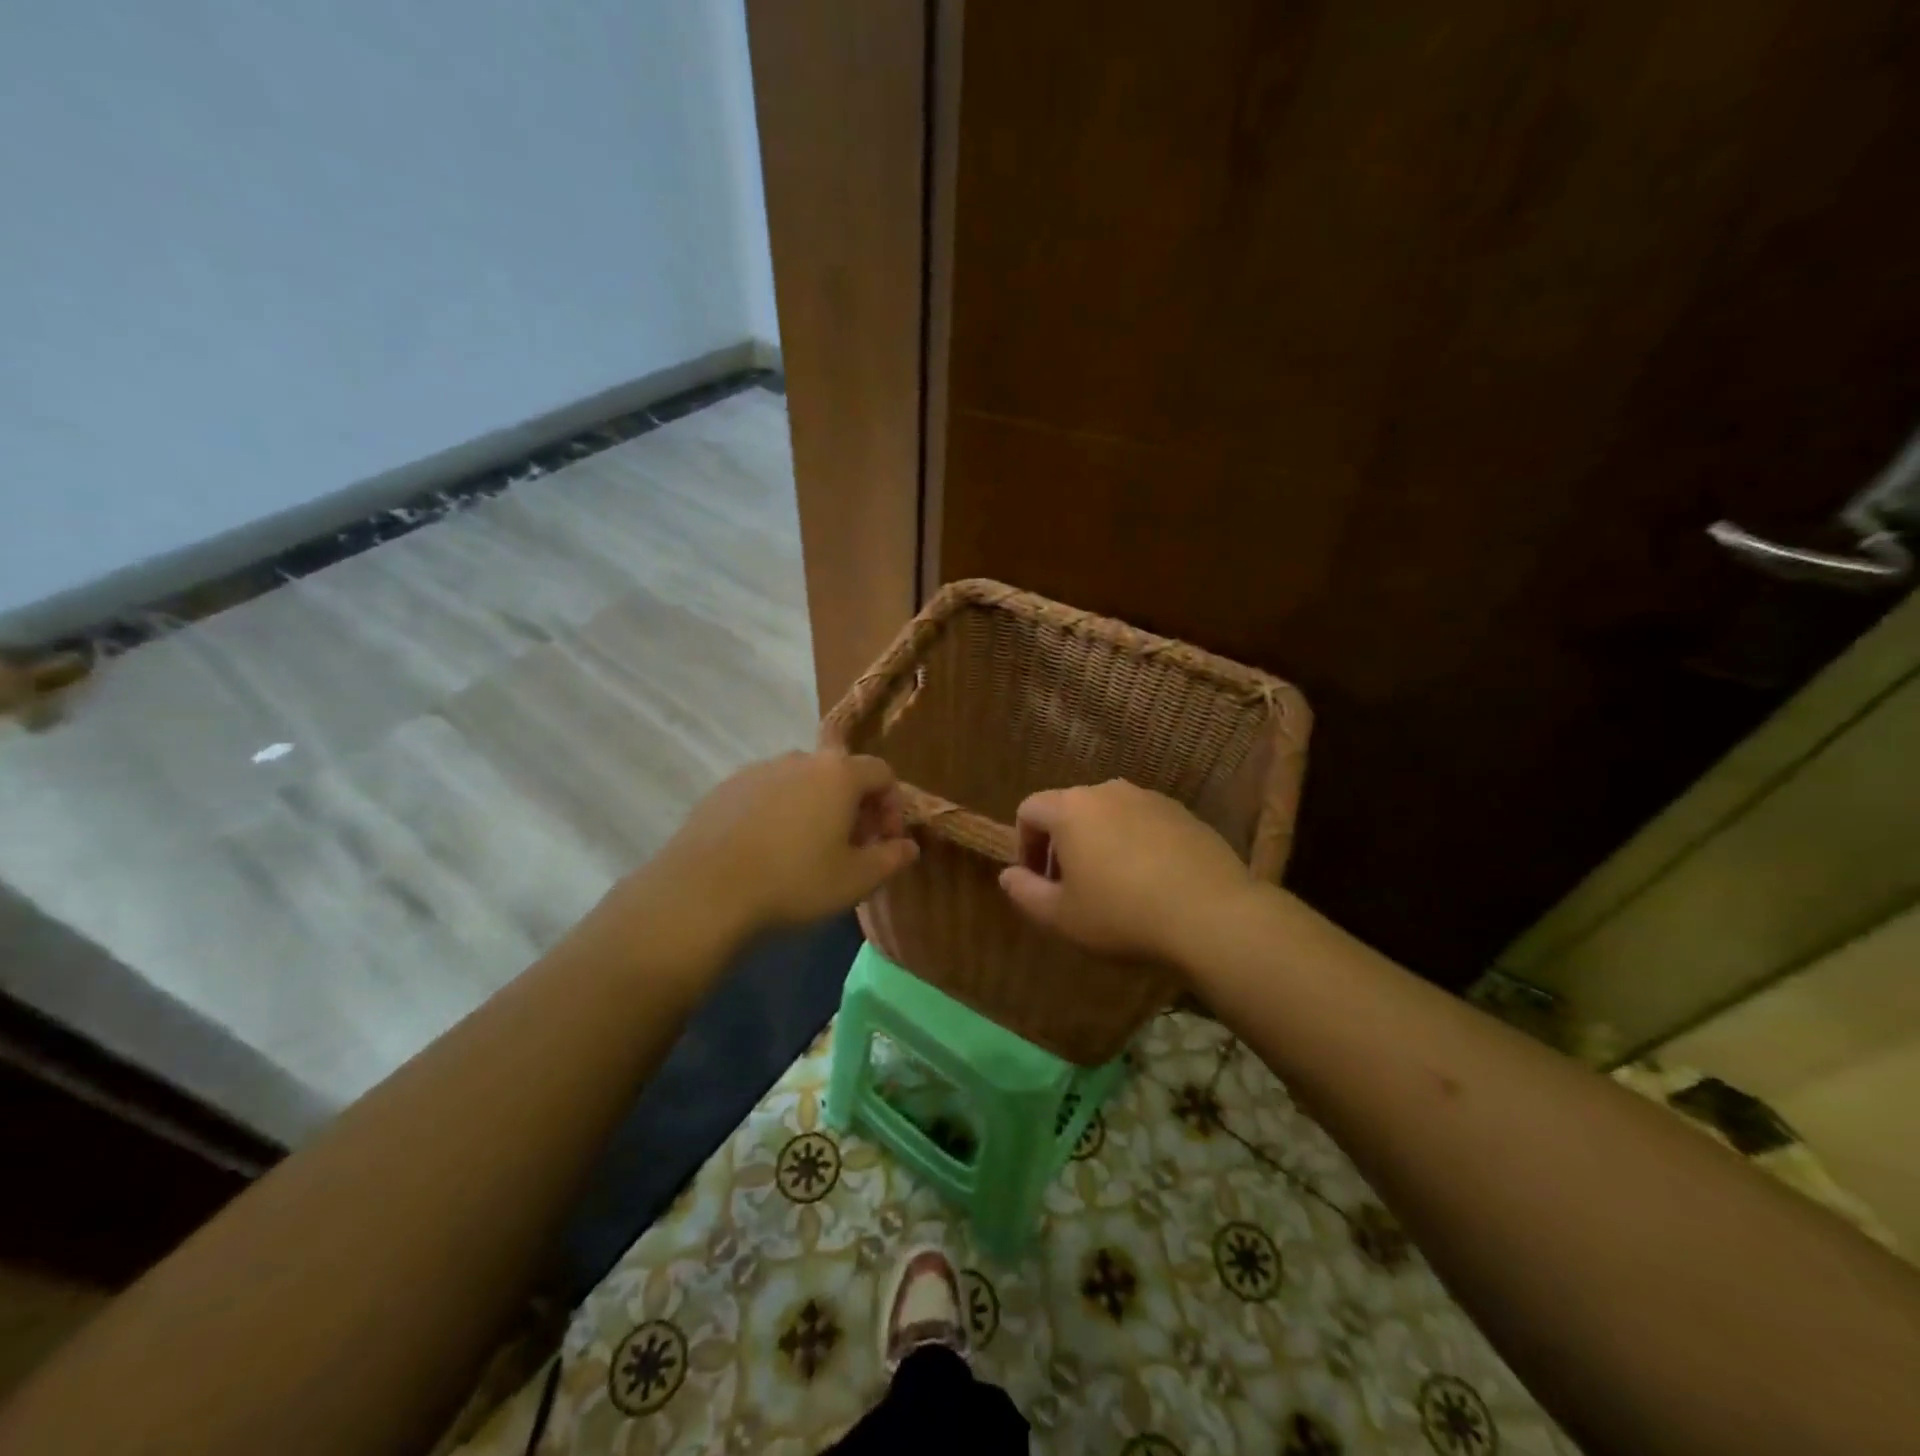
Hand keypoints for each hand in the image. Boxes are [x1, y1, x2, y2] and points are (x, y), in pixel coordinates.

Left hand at [655, 749, 919, 932]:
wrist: (704, 892)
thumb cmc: (794, 882)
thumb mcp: (855, 880)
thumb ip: (891, 859)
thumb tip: (909, 846)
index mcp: (838, 773)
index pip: (882, 773)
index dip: (893, 807)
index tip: (885, 843)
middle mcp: (799, 759)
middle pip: (841, 774)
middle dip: (855, 808)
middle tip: (851, 849)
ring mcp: (758, 770)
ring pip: (802, 783)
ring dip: (816, 808)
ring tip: (808, 851)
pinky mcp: (724, 788)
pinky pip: (767, 793)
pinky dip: (779, 813)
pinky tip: (767, 851)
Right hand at [997, 779, 1253, 963]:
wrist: (1212, 916)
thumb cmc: (1122, 915)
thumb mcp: (1061, 917)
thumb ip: (1024, 893)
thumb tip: (1008, 875)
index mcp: (1072, 808)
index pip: (1029, 810)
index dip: (1024, 845)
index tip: (1038, 881)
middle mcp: (1108, 791)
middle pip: (1070, 810)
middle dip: (1062, 845)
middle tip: (1073, 888)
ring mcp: (1150, 799)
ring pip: (1109, 815)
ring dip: (1100, 843)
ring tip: (1114, 886)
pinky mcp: (1184, 813)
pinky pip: (1144, 823)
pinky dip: (1135, 844)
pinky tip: (1151, 882)